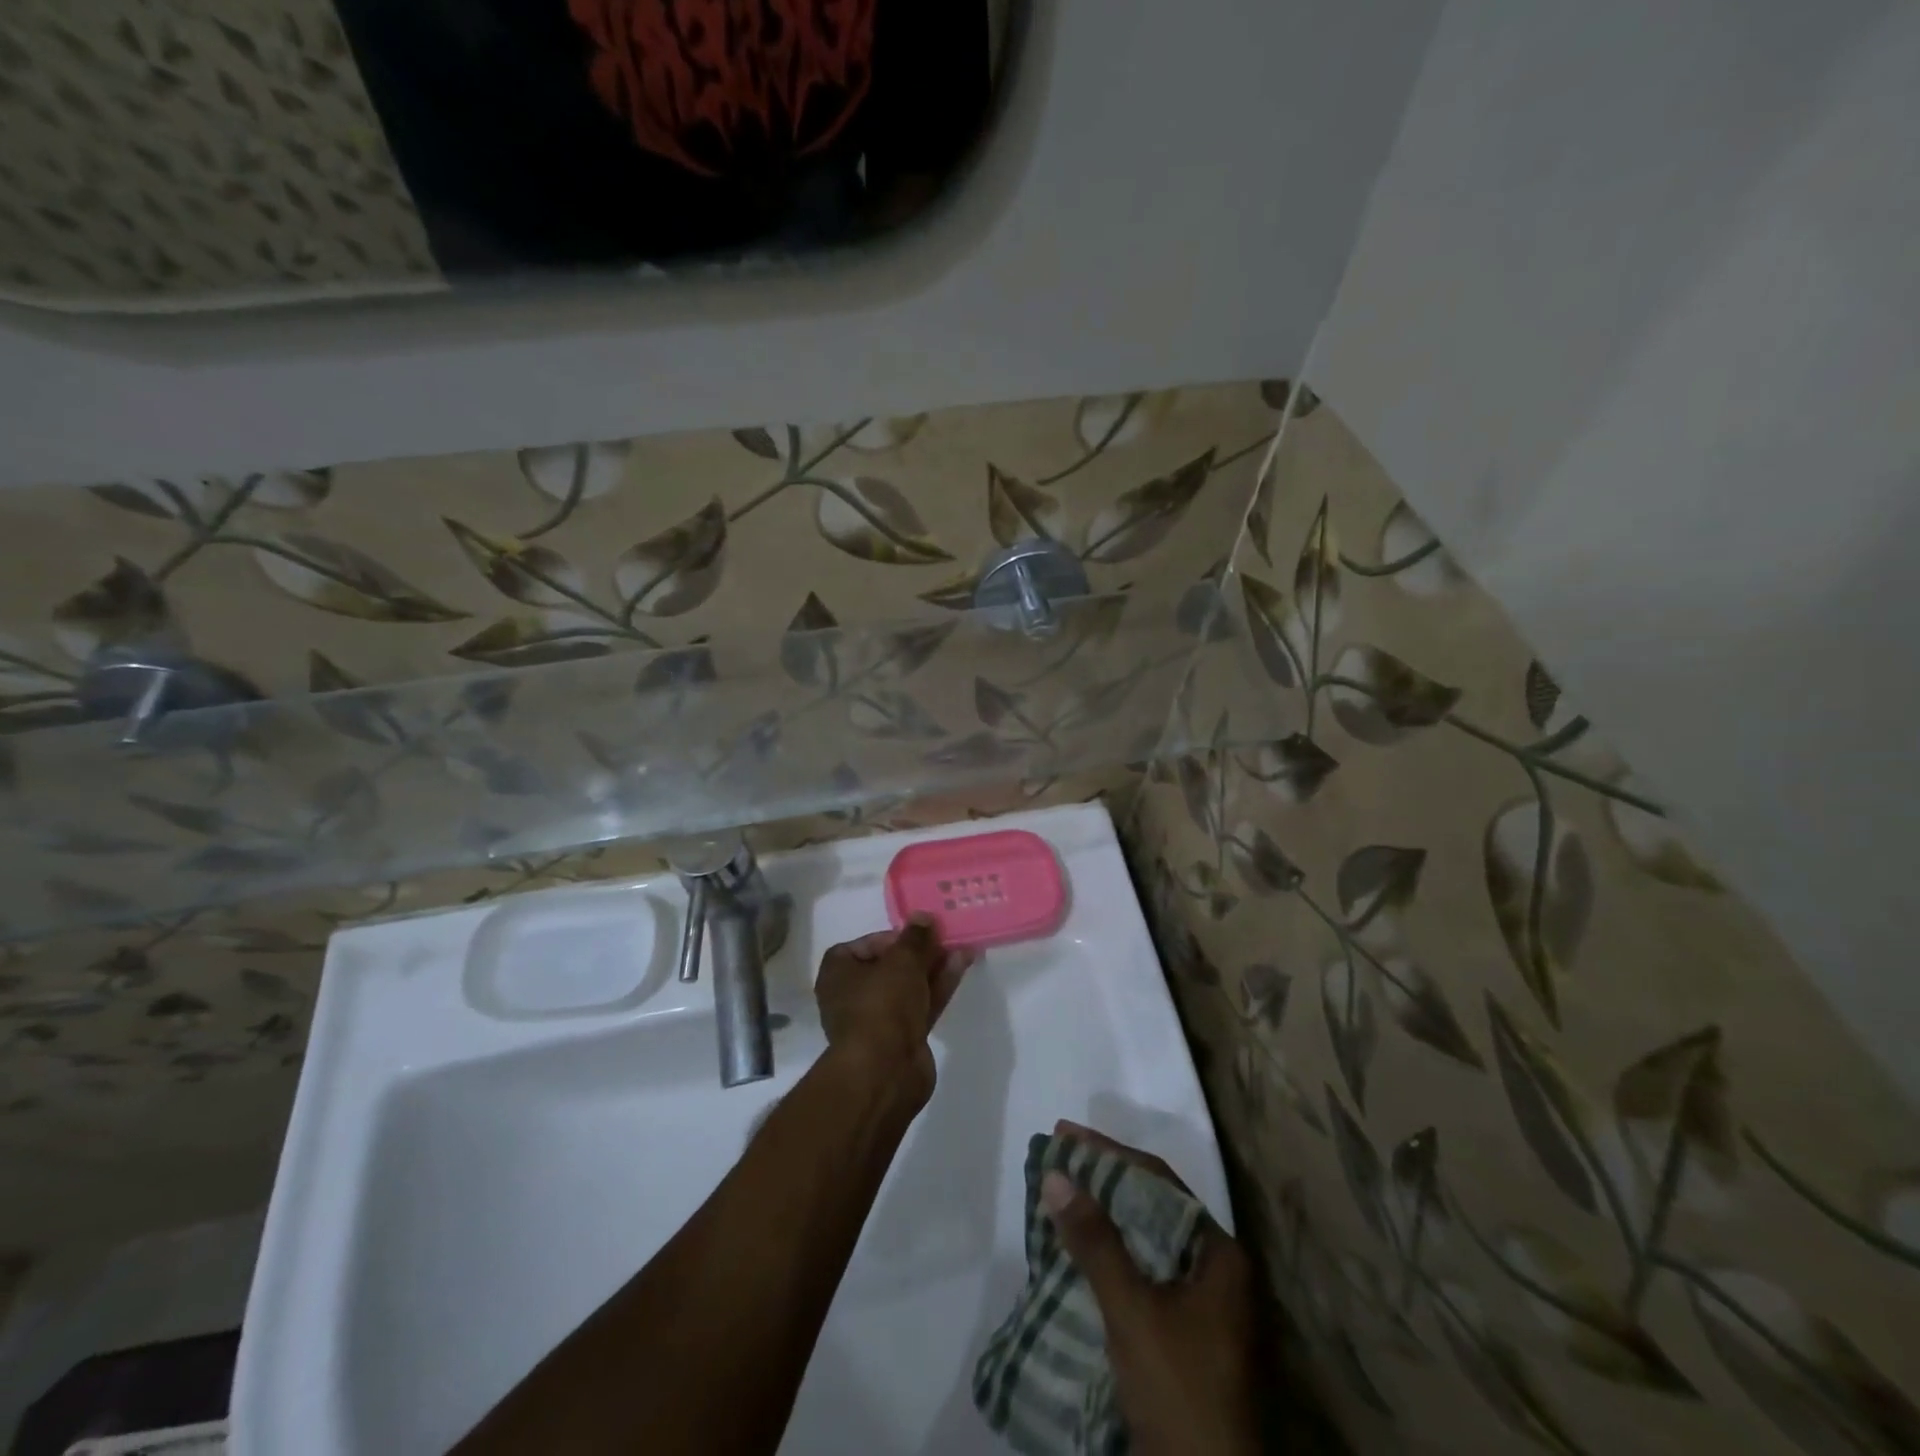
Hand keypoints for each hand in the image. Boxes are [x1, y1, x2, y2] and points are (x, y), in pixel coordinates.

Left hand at [814, 916, 974, 1105]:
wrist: (885, 1070)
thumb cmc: (882, 1004)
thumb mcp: (902, 961)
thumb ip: (915, 938)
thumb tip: (922, 916)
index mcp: (838, 974)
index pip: (862, 946)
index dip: (890, 937)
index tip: (915, 935)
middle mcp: (853, 996)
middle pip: (889, 966)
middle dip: (919, 952)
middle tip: (945, 937)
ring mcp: (878, 1019)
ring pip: (908, 986)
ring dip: (933, 967)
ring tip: (962, 948)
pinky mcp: (902, 1037)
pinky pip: (921, 1004)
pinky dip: (938, 986)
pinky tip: (962, 966)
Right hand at [1041, 1122, 1261, 1455]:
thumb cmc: (1180, 1392)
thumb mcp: (1134, 1312)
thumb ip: (1096, 1242)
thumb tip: (1056, 1174)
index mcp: (1218, 1255)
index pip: (1159, 1182)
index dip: (1109, 1153)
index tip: (1065, 1135)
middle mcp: (1214, 1272)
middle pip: (1152, 1208)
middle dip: (1103, 1182)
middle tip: (1059, 1161)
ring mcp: (1200, 1308)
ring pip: (1144, 1243)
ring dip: (1102, 1220)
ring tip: (1060, 1197)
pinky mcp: (1182, 1338)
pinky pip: (1140, 1275)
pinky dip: (1108, 1258)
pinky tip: (1076, 1254)